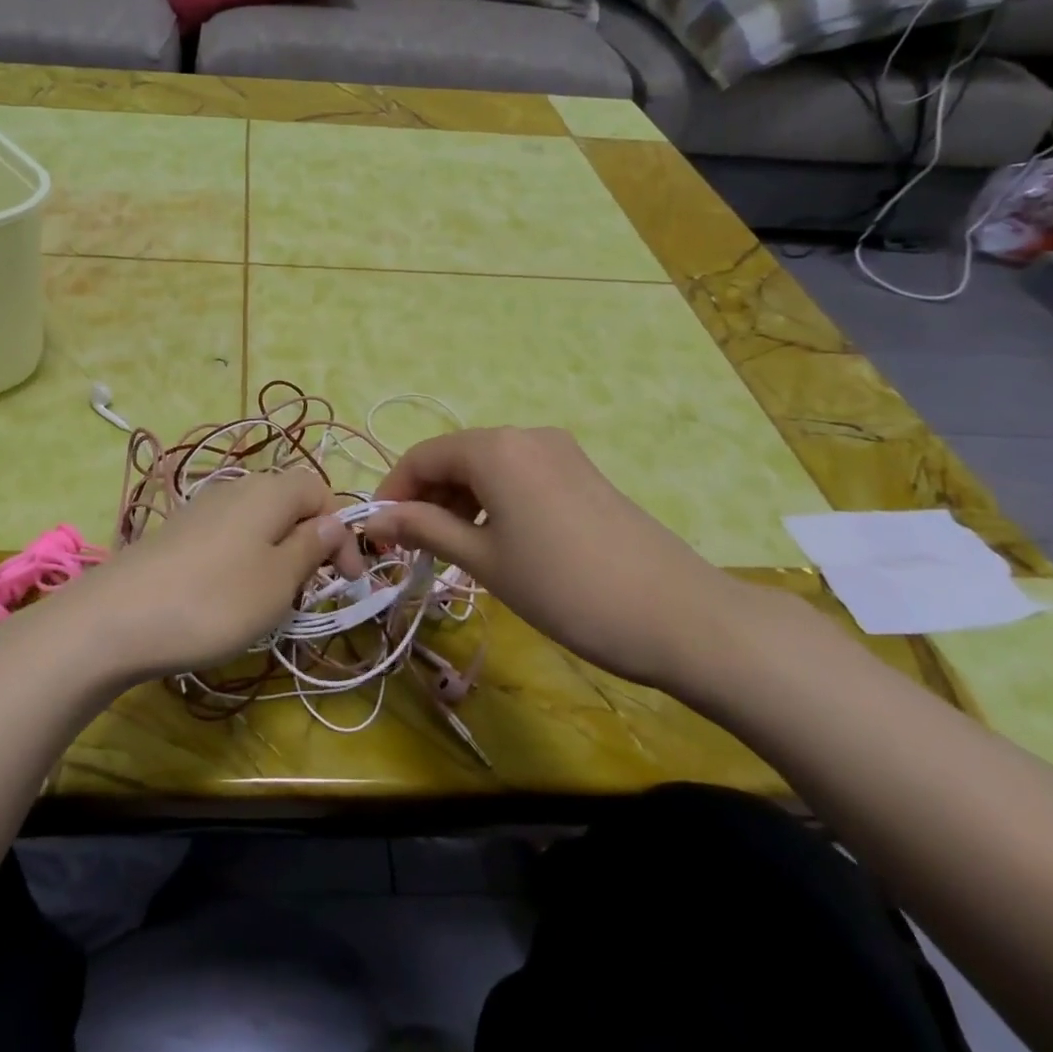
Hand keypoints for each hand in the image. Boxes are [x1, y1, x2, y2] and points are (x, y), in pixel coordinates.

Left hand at [20, 468, 359, 685]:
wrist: (115, 619)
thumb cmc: (214, 600)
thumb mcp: (278, 579)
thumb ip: (311, 546)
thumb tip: (334, 521)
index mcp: (269, 491)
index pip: (320, 489)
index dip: (340, 530)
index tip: (348, 580)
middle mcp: (236, 488)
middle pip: (288, 503)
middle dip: (309, 543)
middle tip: (310, 591)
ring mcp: (202, 509)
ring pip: (258, 523)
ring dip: (277, 555)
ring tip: (272, 599)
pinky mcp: (178, 534)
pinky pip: (228, 538)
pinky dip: (244, 561)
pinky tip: (230, 597)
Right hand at [363, 427, 747, 694]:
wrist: (678, 616)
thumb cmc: (564, 588)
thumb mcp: (484, 560)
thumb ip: (425, 529)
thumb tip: (375, 518)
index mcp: (496, 448)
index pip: (422, 456)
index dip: (393, 491)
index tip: (379, 534)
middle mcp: (526, 435)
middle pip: (455, 457)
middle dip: (425, 498)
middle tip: (413, 548)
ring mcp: (560, 451)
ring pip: (487, 467)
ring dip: (458, 501)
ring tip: (451, 550)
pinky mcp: (582, 473)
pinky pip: (519, 476)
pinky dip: (492, 501)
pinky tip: (494, 540)